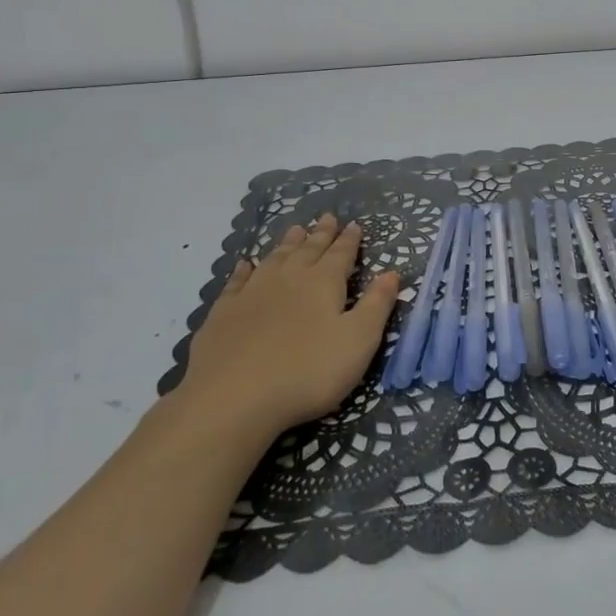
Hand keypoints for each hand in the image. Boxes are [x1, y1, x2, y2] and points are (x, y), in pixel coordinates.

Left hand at [172, 214, 400, 435]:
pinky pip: (237, 282)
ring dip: (287, 243)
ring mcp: (252, 293)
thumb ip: (376, 304)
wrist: (233, 398)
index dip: (350, 240)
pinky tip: (245, 264)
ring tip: (295, 228)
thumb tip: (392, 272)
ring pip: (274, 258)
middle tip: (327, 217)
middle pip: (308, 249)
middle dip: (321, 234)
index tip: (355, 225)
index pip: (341, 254)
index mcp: (323, 283)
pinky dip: (244, 270)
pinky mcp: (223, 313)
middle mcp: (289, 278)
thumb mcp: (359, 340)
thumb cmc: (308, 371)